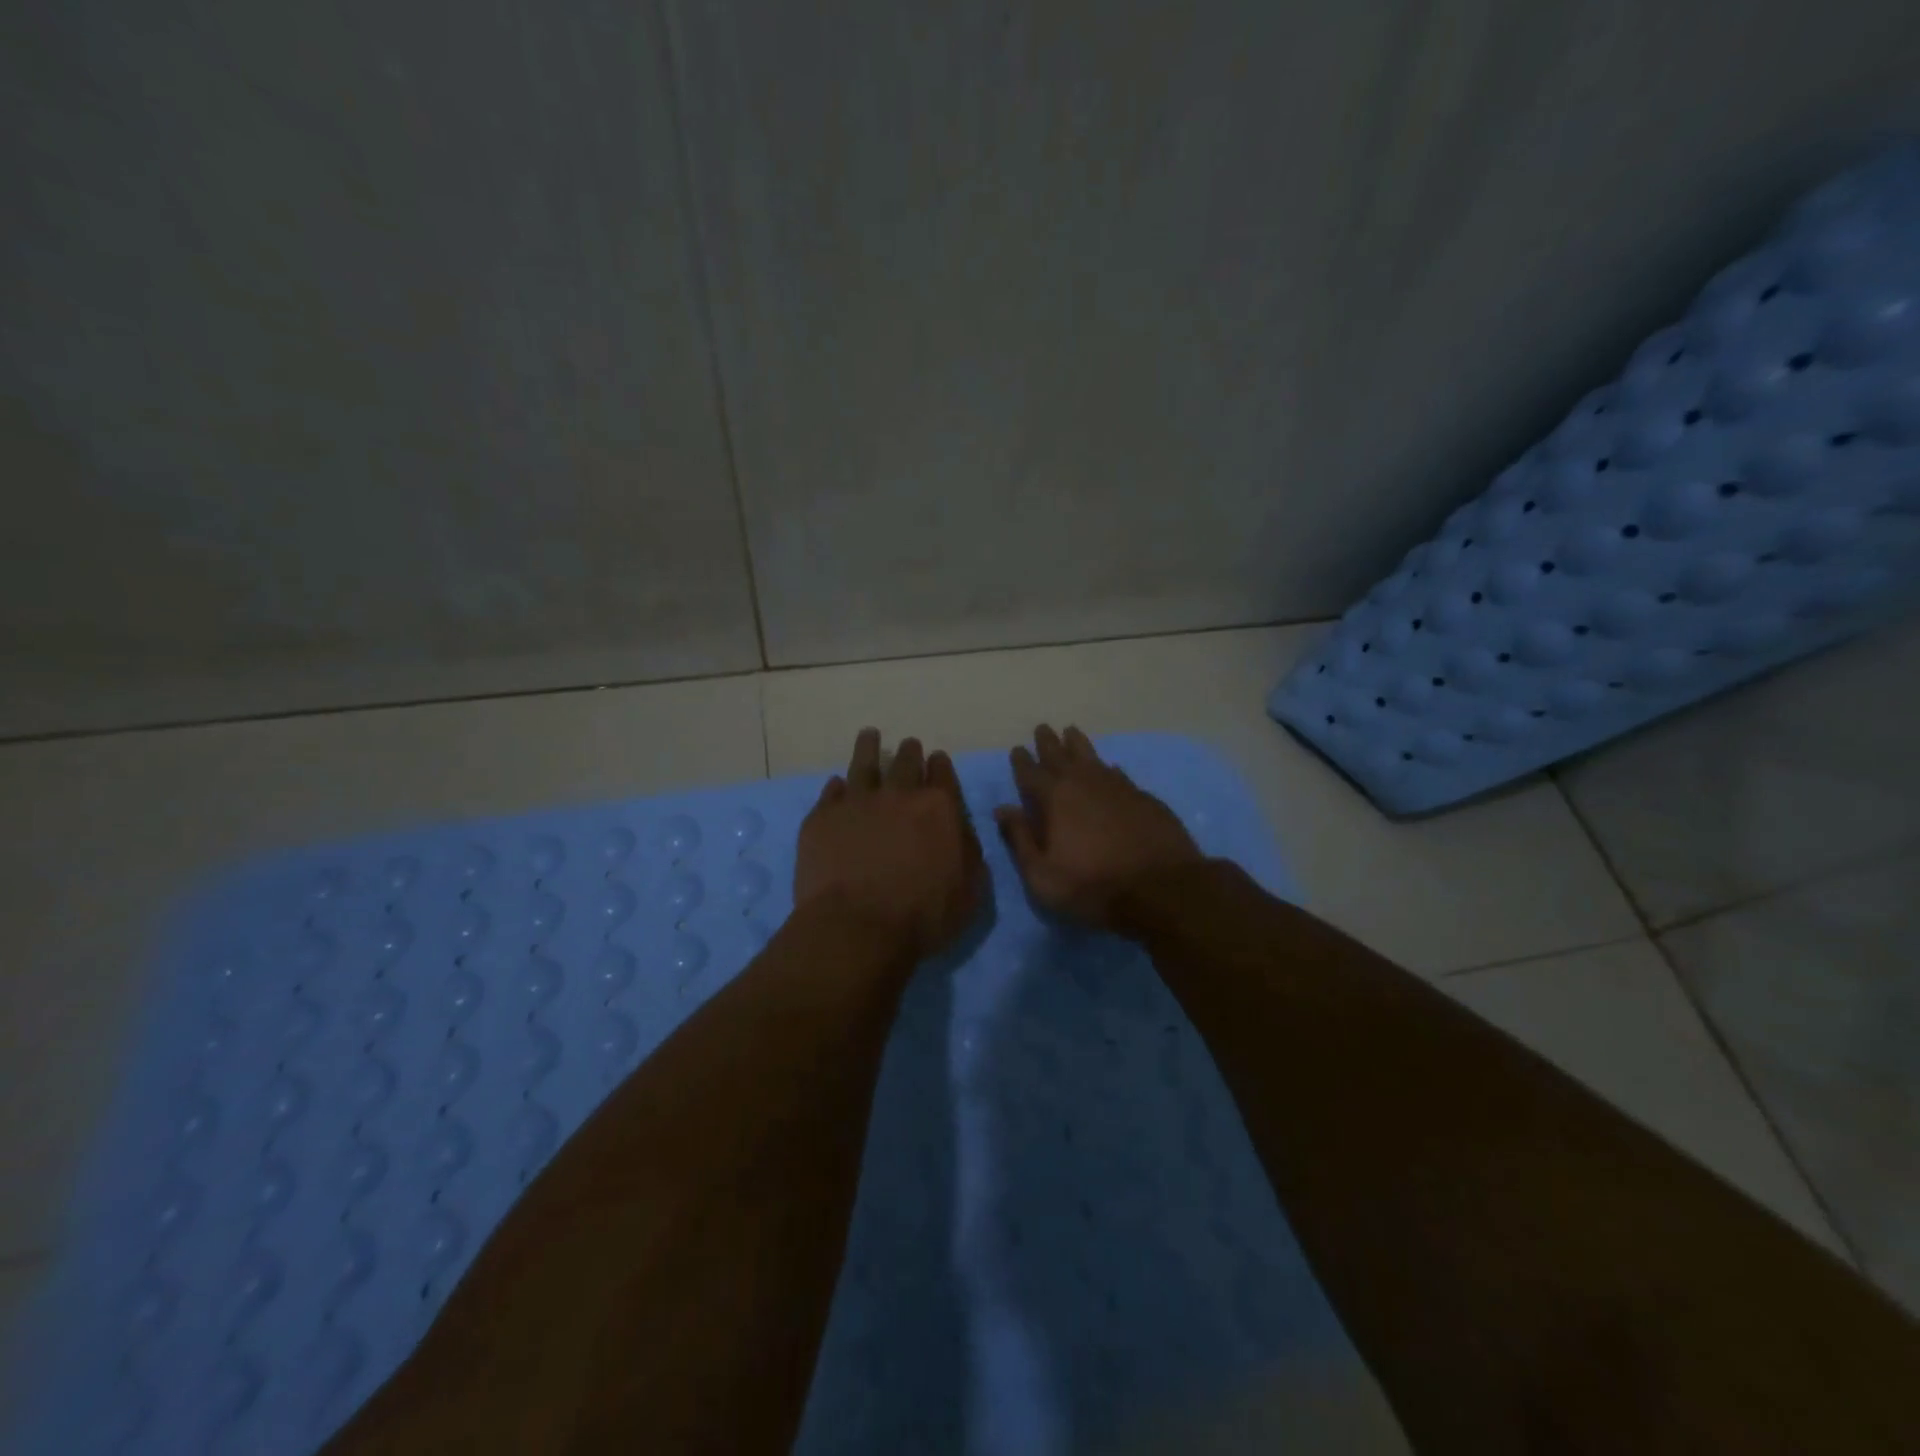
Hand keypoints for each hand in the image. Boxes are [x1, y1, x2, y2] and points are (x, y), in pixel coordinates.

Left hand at [794, 729, 987, 959]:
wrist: (857, 927)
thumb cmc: (923, 916)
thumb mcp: (970, 891)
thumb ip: (970, 854)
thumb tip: (962, 832)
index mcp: (939, 808)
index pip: (942, 774)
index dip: (940, 765)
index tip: (936, 760)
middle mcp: (898, 795)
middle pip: (905, 762)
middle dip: (910, 752)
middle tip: (909, 746)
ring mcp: (856, 803)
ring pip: (864, 764)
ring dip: (869, 747)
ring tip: (869, 735)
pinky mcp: (822, 818)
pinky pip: (831, 792)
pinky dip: (836, 786)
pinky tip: (836, 784)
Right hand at [994, 725, 1202, 927]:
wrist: (1161, 888)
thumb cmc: (1092, 886)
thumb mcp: (1042, 874)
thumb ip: (1020, 838)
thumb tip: (1003, 809)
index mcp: (1054, 798)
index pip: (1031, 772)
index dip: (1022, 761)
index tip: (1017, 749)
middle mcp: (1084, 782)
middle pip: (1061, 755)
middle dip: (1048, 742)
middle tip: (1042, 728)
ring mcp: (1117, 786)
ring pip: (1091, 756)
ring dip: (1078, 744)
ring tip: (1071, 731)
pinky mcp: (1143, 796)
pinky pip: (1118, 773)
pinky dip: (1108, 767)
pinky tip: (1110, 767)